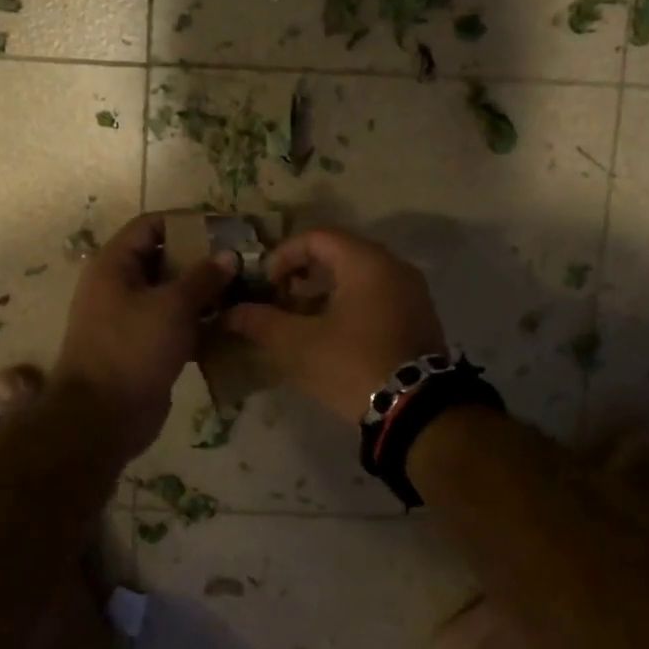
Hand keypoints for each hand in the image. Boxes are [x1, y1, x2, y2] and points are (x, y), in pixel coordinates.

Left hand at [52, 213, 235, 458]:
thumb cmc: (132, 349)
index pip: (152, 225)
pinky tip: (230, 324)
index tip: (224, 229)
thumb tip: (229, 254)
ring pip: (172, 293)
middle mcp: (119, 285)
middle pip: (164, 258)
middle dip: (202, 258)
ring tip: (243, 290)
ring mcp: (130, 317)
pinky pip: (174, 323)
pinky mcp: (144, 346)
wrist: (102, 418)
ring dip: (204, 292)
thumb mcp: (172, 306)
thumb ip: (203, 276)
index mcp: (114, 264)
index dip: (187, 222)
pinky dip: (198, 321)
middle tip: (241, 261)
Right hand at [223, 228, 446, 425]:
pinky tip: (332, 336)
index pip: (316, 237)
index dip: (283, 256)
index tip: (266, 285)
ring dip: (324, 291)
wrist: (416, 412)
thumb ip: (261, 322)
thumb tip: (229, 313)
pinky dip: (349, 304)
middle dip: (302, 274)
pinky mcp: (419, 318)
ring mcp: (412, 292)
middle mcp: (394, 266)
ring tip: (300, 321)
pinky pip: (377, 295)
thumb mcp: (298, 344)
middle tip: (279, 301)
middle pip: (338, 253)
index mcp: (366, 262)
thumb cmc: (353, 365)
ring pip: (358, 276)